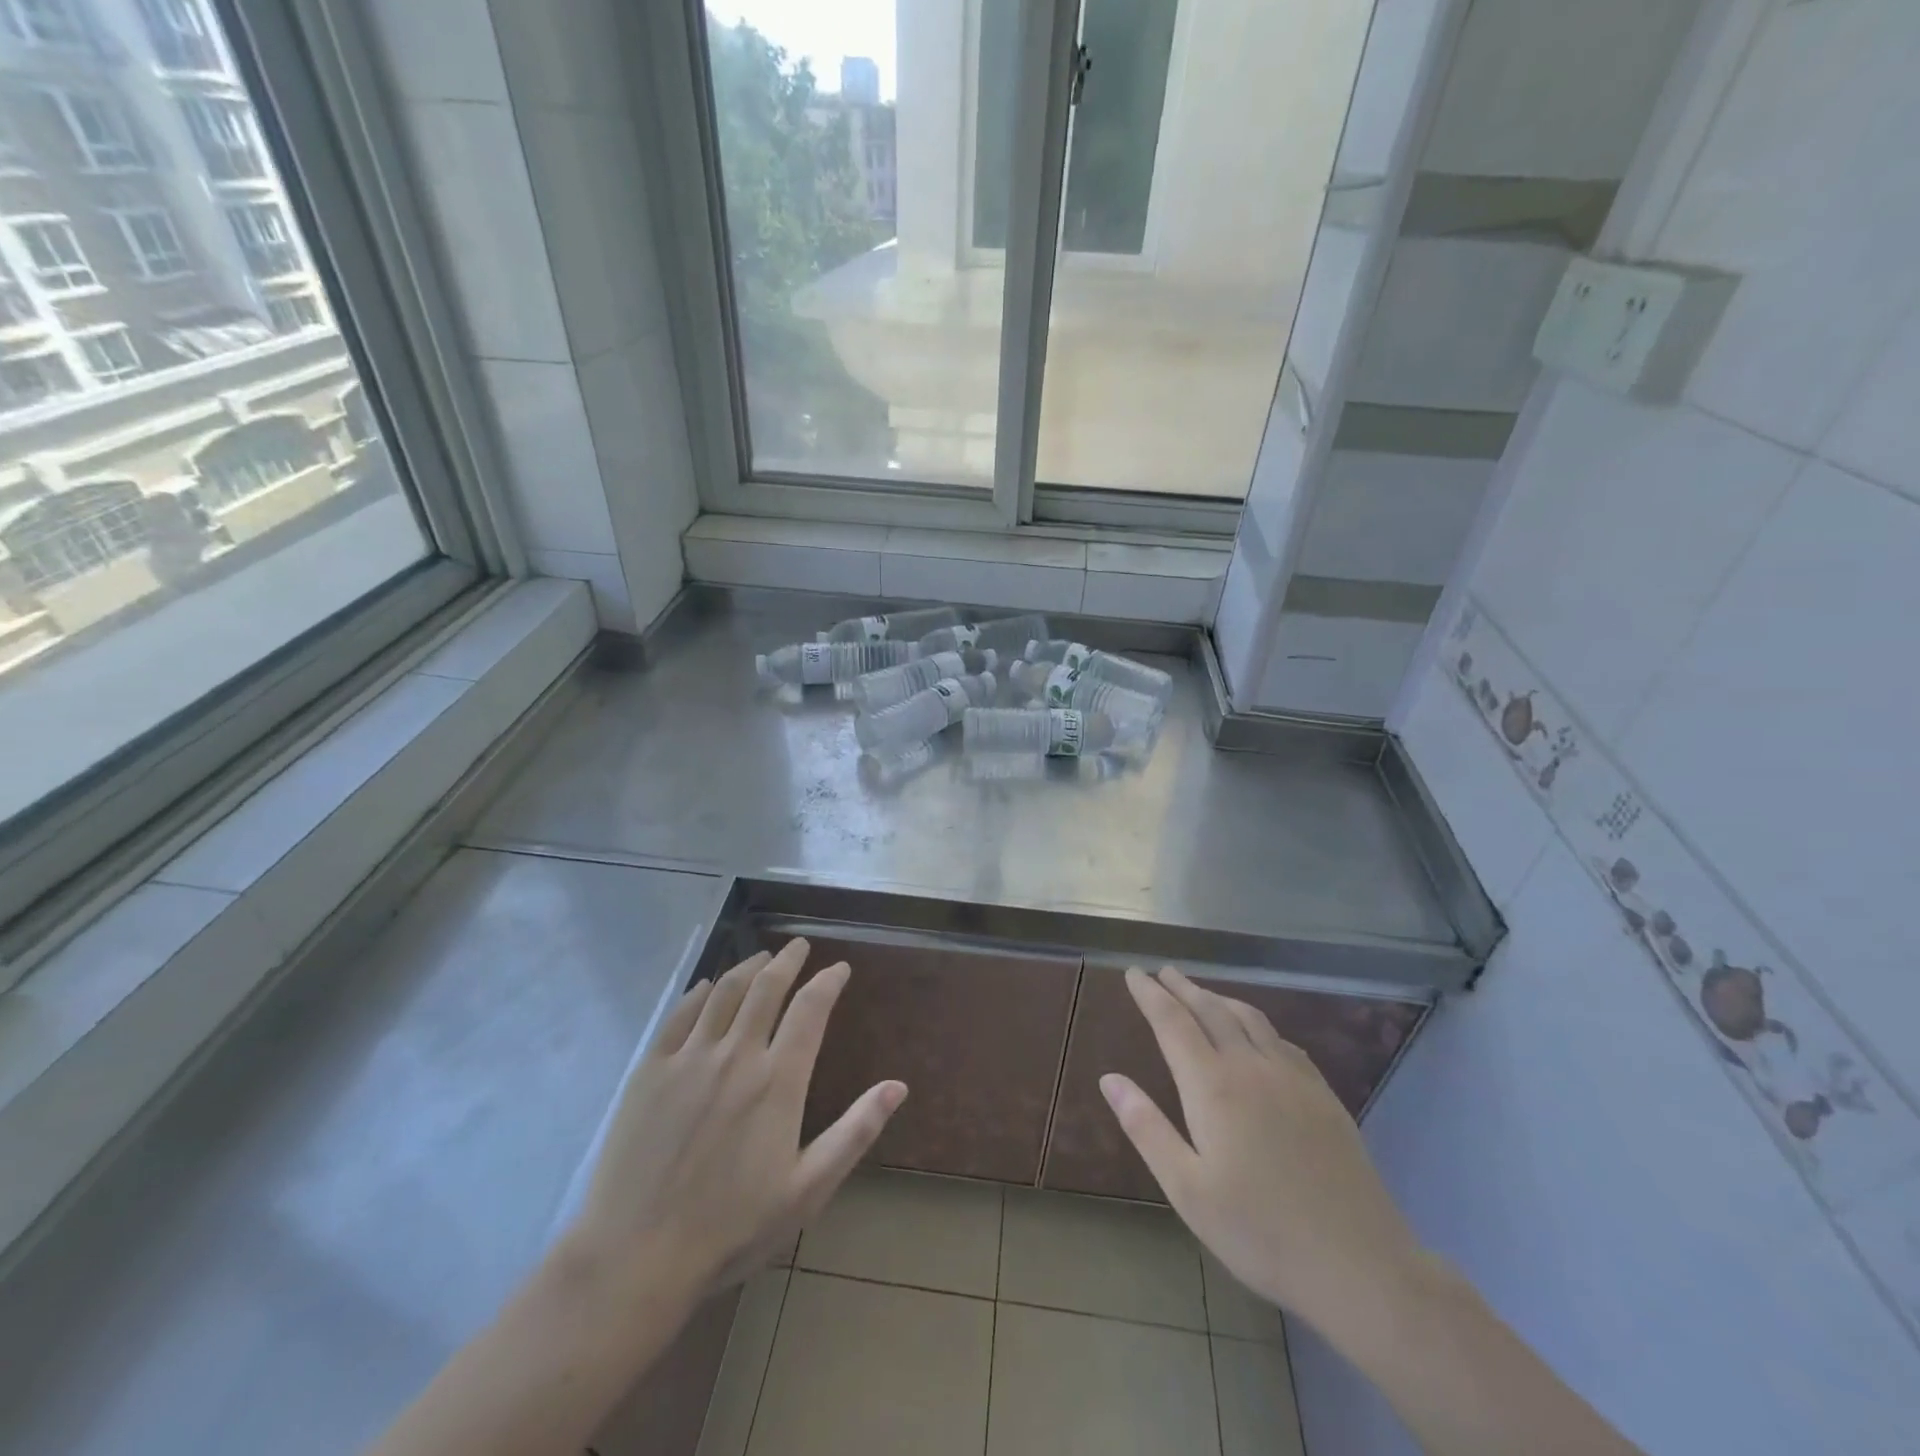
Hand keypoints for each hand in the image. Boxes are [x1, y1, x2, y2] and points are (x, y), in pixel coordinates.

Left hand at [566, 939, 907, 1303]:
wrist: (636, 1257)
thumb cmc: (731, 1228)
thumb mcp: (807, 1189)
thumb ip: (855, 1132)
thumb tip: (898, 1086)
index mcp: (778, 1081)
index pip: (810, 1009)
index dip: (828, 981)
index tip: (839, 968)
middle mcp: (736, 1055)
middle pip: (767, 988)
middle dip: (787, 960)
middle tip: (798, 946)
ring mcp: (689, 1058)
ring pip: (724, 992)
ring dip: (747, 967)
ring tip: (761, 958)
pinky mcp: (650, 1070)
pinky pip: (680, 1014)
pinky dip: (699, 992)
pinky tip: (707, 987)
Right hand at [1099, 966, 1423, 1331]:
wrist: (1359, 1264)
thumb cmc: (1260, 1232)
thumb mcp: (1187, 1189)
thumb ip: (1146, 1127)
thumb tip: (1109, 1078)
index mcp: (1213, 1086)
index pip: (1172, 1023)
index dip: (1150, 994)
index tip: (1134, 972)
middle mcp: (1251, 1067)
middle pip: (1211, 1010)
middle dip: (1183, 988)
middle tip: (1163, 971)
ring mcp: (1293, 1078)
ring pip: (1250, 1018)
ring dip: (1220, 998)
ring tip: (1202, 992)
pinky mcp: (1323, 1095)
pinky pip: (1282, 1040)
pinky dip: (1257, 1023)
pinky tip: (1258, 1034)